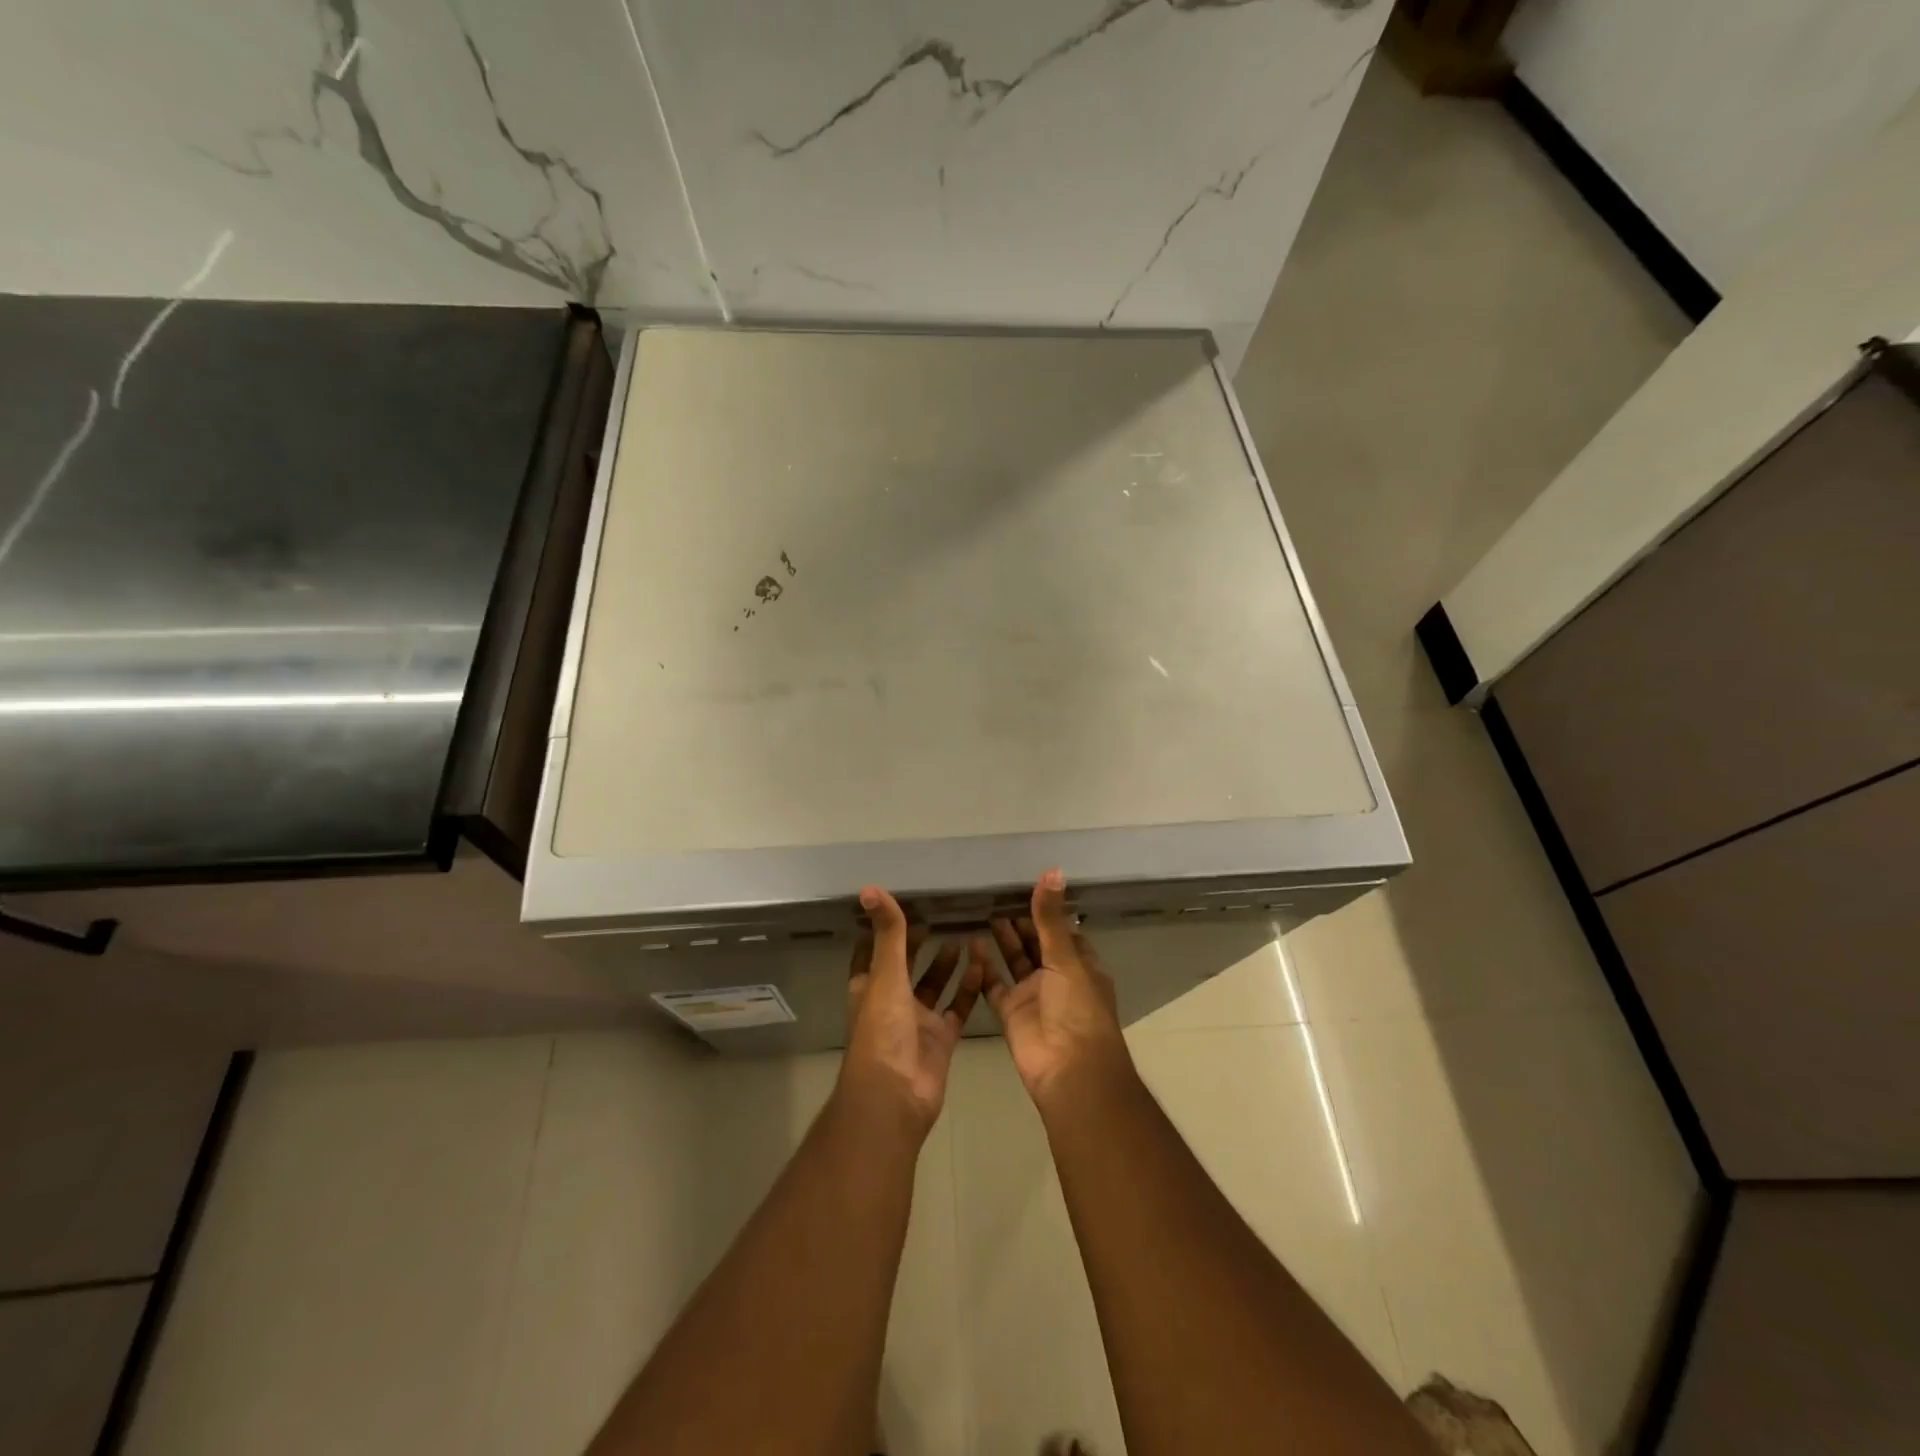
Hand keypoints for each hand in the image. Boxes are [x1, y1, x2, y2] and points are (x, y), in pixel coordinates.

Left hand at [840, 886, 984, 1134]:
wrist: (896, 1097)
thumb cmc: (882, 1032)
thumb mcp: (885, 975)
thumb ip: (887, 933)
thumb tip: (869, 888)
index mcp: (869, 987)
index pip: (872, 951)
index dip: (882, 930)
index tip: (901, 904)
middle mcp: (892, 1002)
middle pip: (906, 966)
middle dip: (919, 944)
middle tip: (941, 915)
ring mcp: (918, 1022)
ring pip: (934, 985)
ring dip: (947, 963)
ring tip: (965, 935)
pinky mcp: (942, 1039)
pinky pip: (958, 1007)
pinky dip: (969, 989)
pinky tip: (982, 965)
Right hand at [984, 870, 1131, 1106]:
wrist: (1069, 1071)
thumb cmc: (1077, 1009)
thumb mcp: (1066, 958)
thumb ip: (1051, 917)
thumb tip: (1052, 870)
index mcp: (1080, 965)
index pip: (1064, 932)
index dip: (1047, 912)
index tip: (1026, 887)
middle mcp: (1057, 977)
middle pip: (1036, 944)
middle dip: (1021, 923)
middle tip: (996, 896)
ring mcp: (1033, 995)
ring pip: (1015, 961)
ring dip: (1003, 940)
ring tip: (984, 912)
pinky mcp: (1011, 1012)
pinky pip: (994, 984)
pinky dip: (983, 967)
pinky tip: (971, 943)